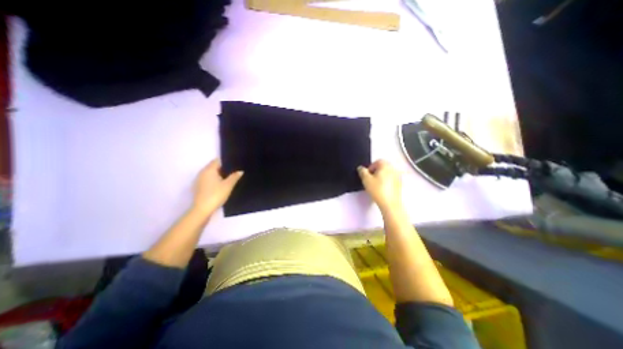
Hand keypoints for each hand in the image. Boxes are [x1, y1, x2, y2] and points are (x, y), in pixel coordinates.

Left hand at [192, 159, 242, 216]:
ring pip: (211, 173)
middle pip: (214, 166)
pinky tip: (221, 185)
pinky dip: (214, 180)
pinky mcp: (199, 187)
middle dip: (223, 168)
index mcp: (209, 170)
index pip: (217, 161)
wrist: (202, 209)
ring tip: (230, 178)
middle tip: (234, 171)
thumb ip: (234, 176)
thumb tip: (240, 171)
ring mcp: (199, 180)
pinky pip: (208, 179)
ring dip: (219, 174)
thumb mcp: (228, 185)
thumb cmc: (216, 194)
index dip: (226, 161)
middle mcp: (202, 172)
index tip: (235, 164)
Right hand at [358, 160, 400, 211]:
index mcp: (385, 165)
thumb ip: (362, 171)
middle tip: (370, 179)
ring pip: (387, 173)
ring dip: (381, 176)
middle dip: (376, 171)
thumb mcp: (365, 179)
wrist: (389, 203)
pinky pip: (391, 179)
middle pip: (383, 166)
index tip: (367, 174)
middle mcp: (393, 169)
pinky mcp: (400, 184)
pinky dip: (387, 182)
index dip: (370, 167)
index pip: (377, 161)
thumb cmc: (378, 190)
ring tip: (376, 185)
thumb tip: (361, 168)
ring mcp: (398, 177)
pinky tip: (382, 189)